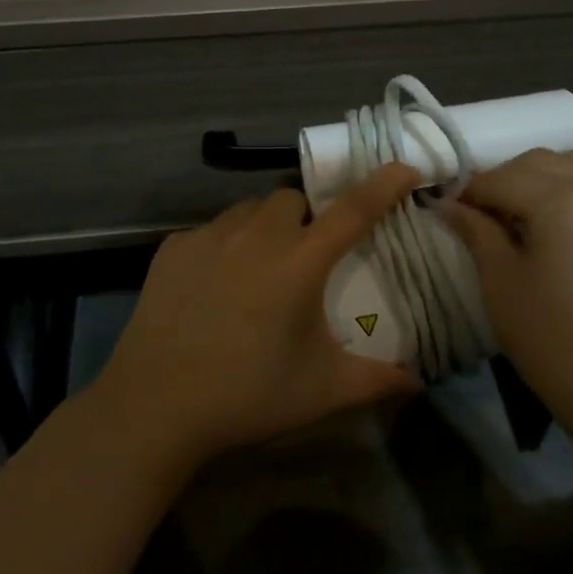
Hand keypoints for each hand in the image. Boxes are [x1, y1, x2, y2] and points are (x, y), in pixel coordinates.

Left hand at [92, 164, 424, 468]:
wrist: (155, 406)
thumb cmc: (247, 395)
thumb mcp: (321, 390)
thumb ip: (375, 380)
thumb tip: (417, 381)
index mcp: (299, 261)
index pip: (352, 210)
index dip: (383, 185)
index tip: (405, 168)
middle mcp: (256, 235)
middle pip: (292, 199)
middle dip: (307, 217)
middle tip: (306, 257)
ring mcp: (210, 236)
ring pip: (249, 209)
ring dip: (265, 227)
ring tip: (259, 269)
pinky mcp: (173, 247)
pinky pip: (211, 230)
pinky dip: (224, 245)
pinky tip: (215, 285)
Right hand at [439, 150, 572, 477]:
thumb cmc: (559, 345)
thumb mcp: (502, 286)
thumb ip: (475, 232)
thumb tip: (446, 204)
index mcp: (563, 200)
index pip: (501, 178)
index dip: (468, 192)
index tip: (446, 210)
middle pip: (539, 162)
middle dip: (503, 179)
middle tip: (480, 213)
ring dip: (541, 177)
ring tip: (521, 213)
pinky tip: (561, 224)